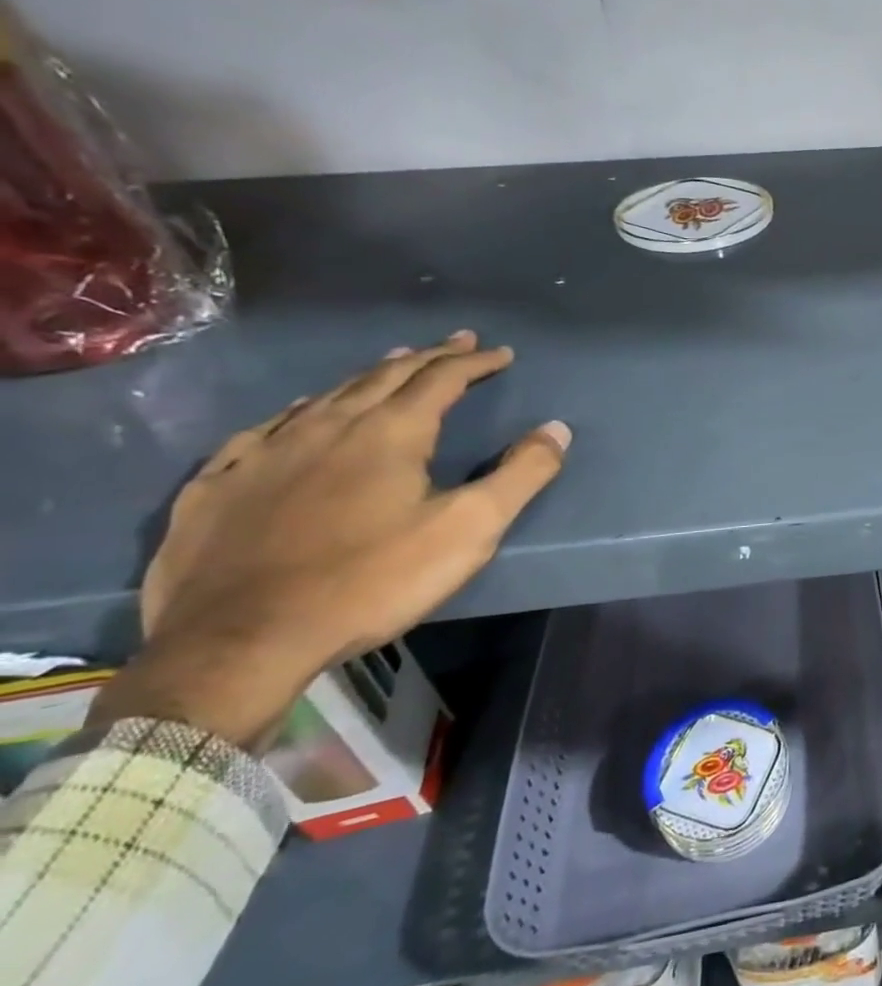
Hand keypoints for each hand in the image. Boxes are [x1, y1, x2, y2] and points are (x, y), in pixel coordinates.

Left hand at [90, 332, 569, 748]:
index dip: (474, 363)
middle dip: (426, 357)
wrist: (239, 642)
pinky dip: (296, 412)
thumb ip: (521, 475)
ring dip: (368, 376)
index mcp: (389, 433)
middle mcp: (327, 427)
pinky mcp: (220, 486)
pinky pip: (263, 430)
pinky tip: (295, 415)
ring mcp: (265, 453)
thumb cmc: (371, 581)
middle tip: (455, 343)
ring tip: (390, 365)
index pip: (440, 379)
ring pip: (325, 396)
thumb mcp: (469, 529)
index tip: (501, 353)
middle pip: (384, 376)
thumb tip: (557, 428)